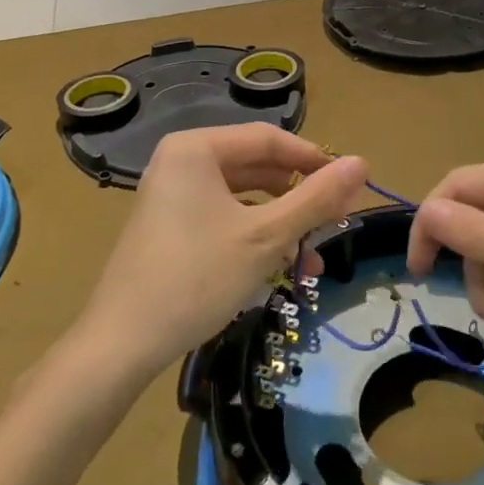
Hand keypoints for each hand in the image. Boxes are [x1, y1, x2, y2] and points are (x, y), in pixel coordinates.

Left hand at [78, 124, 366, 375]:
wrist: (120, 345)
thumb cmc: (196, 278)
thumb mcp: (266, 237)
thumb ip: (316, 198)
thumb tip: (363, 163)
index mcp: (196, 149)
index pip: (269, 139)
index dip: (314, 159)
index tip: (350, 185)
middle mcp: (181, 162)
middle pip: (257, 167)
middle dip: (299, 198)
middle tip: (336, 222)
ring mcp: (173, 195)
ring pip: (243, 197)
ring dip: (282, 223)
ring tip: (312, 257)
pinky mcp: (171, 227)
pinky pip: (224, 217)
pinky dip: (255, 237)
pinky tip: (281, 266)